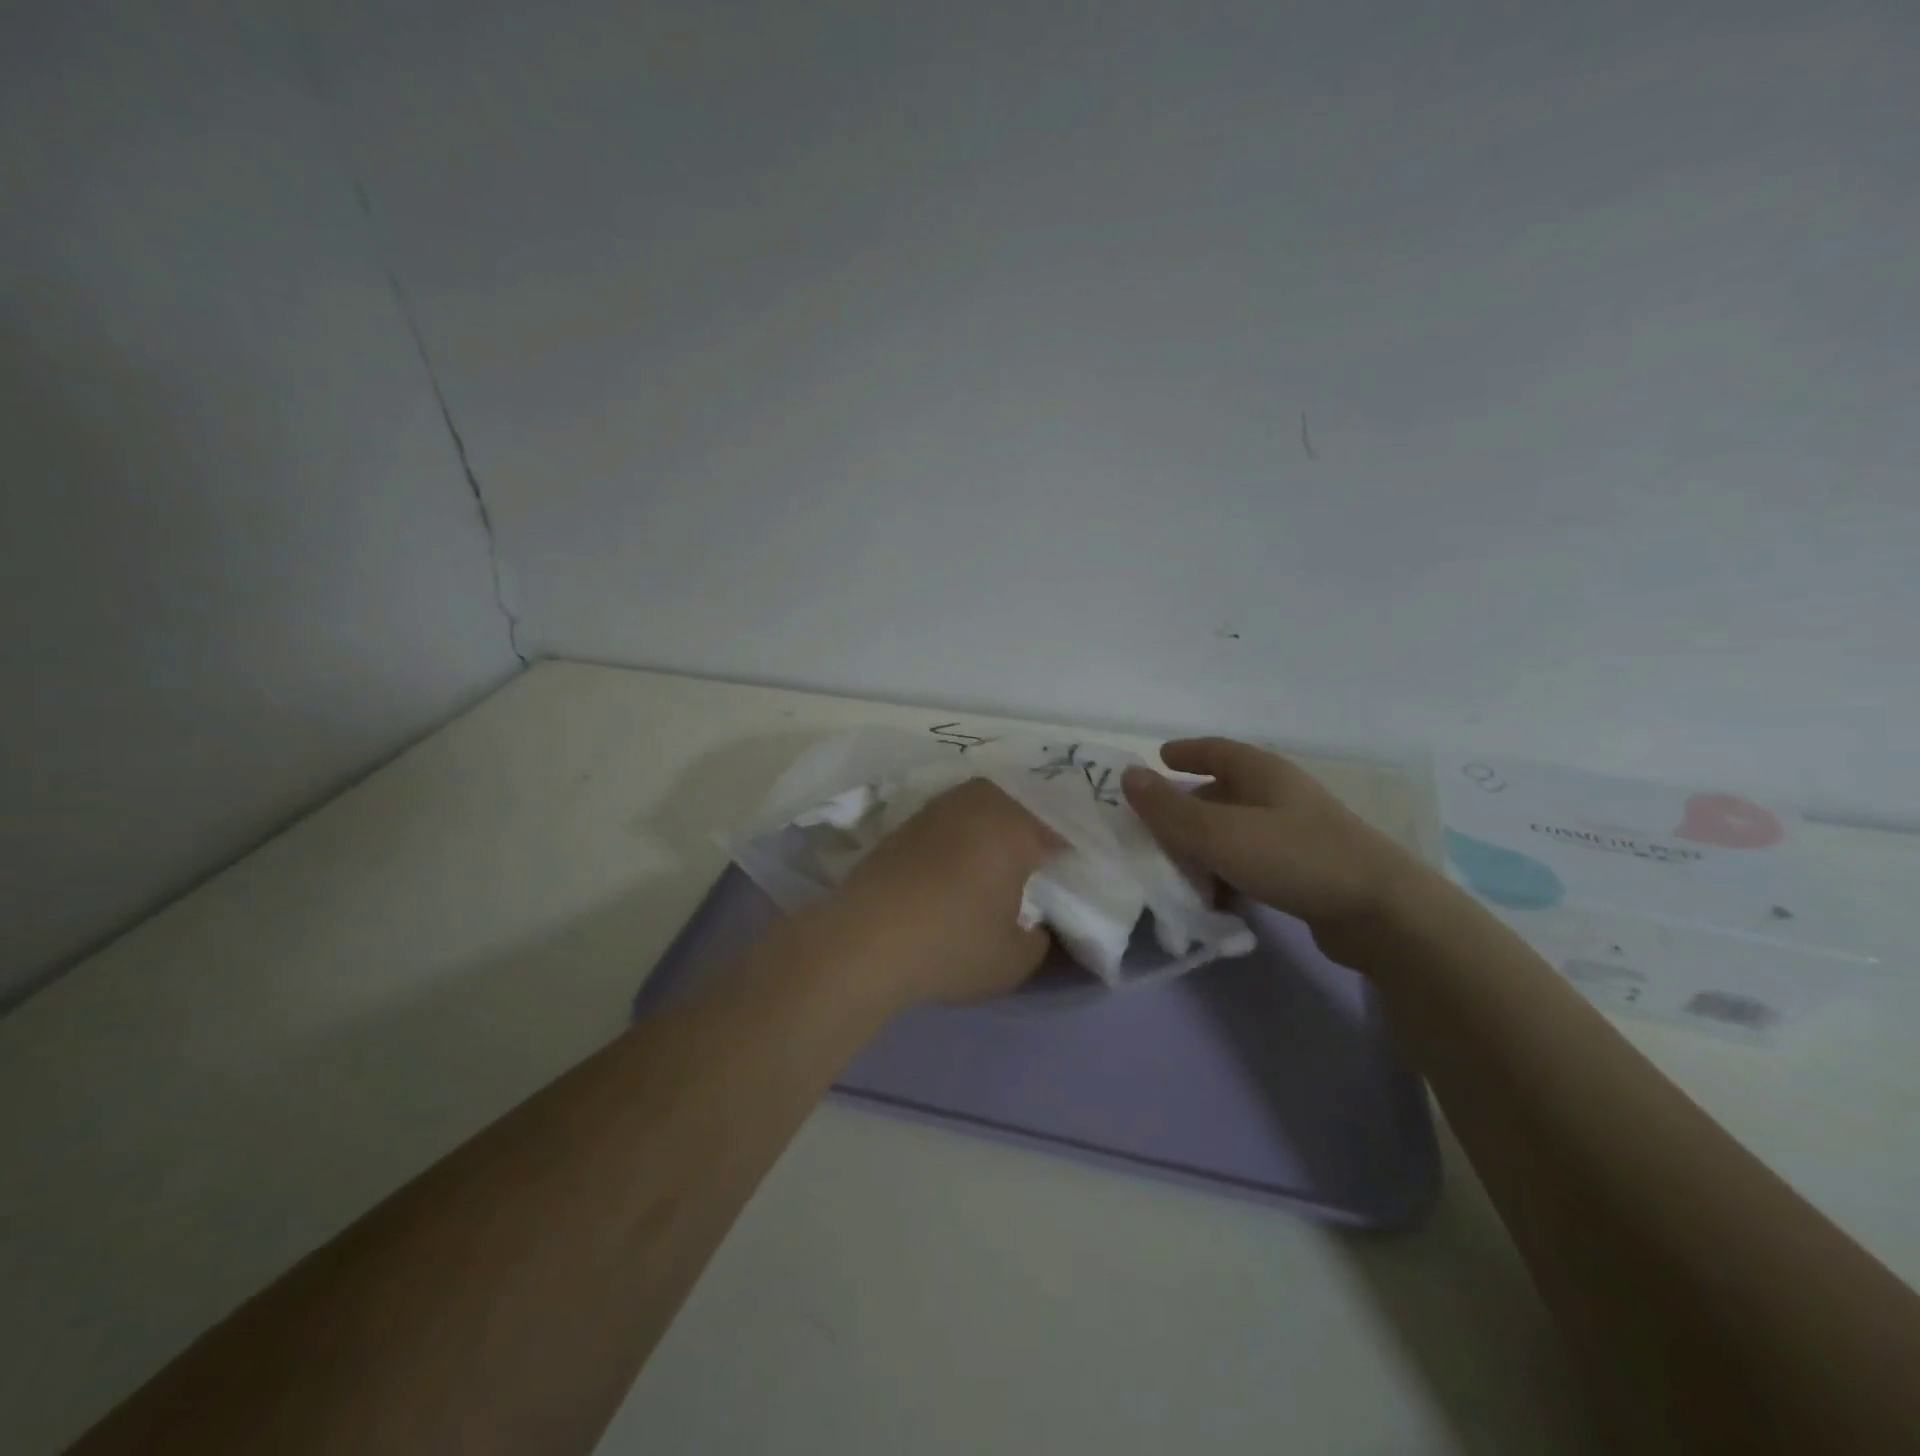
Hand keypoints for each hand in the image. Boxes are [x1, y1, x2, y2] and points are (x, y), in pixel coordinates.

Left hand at [814, 778, 1059, 1008]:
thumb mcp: (1015, 960)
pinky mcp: (904, 824)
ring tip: (992, 865)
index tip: (1068, 879)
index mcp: (1014, 826)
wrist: (863, 941)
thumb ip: (1041, 938)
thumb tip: (1037, 924)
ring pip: (979, 808)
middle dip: (1029, 831)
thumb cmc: (952, 945)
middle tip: (1032, 867)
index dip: (1067, 857)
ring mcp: (936, 810)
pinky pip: (948, 821)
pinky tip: (953, 867)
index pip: (1057, 833)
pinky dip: (958, 837)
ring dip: (991, 829)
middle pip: (1018, 808)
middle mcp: (977, 804)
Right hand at [1121, 738, 1424, 931]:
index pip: (1216, 750)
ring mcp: (1298, 831)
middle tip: (1155, 824)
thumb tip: (1128, 774)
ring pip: (1237, 829)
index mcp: (1262, 773)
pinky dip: (1230, 871)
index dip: (1186, 752)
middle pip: (1224, 791)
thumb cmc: (1292, 857)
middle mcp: (1281, 794)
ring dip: (1206, 845)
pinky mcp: (1308, 868)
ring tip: (1177, 868)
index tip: (1160, 757)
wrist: (1379, 912)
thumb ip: (1168, 808)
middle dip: (1188, 805)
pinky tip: (1217, 897)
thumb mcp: (1218, 833)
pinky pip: (1254, 860)